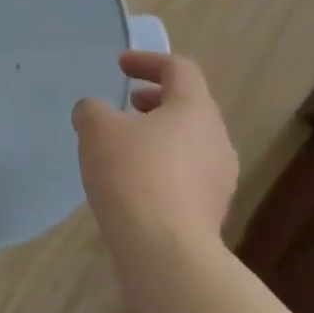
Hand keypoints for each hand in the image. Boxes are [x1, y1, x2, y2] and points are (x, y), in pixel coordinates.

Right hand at [73, 51, 237, 237]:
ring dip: (160, 134)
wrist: (165, 251)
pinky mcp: (212, 210)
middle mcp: (217, 138)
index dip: (148, 61)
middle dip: (156, 99)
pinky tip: (135, 183)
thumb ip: (92, 110)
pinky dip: (163, 165)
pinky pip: (188, 174)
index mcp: (194, 108)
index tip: (121, 66)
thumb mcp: (96, 129)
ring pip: (190, 141)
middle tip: (127, 105)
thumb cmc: (132, 175)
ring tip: (126, 146)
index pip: (179, 69)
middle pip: (189, 105)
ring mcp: (221, 177)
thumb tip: (95, 112)